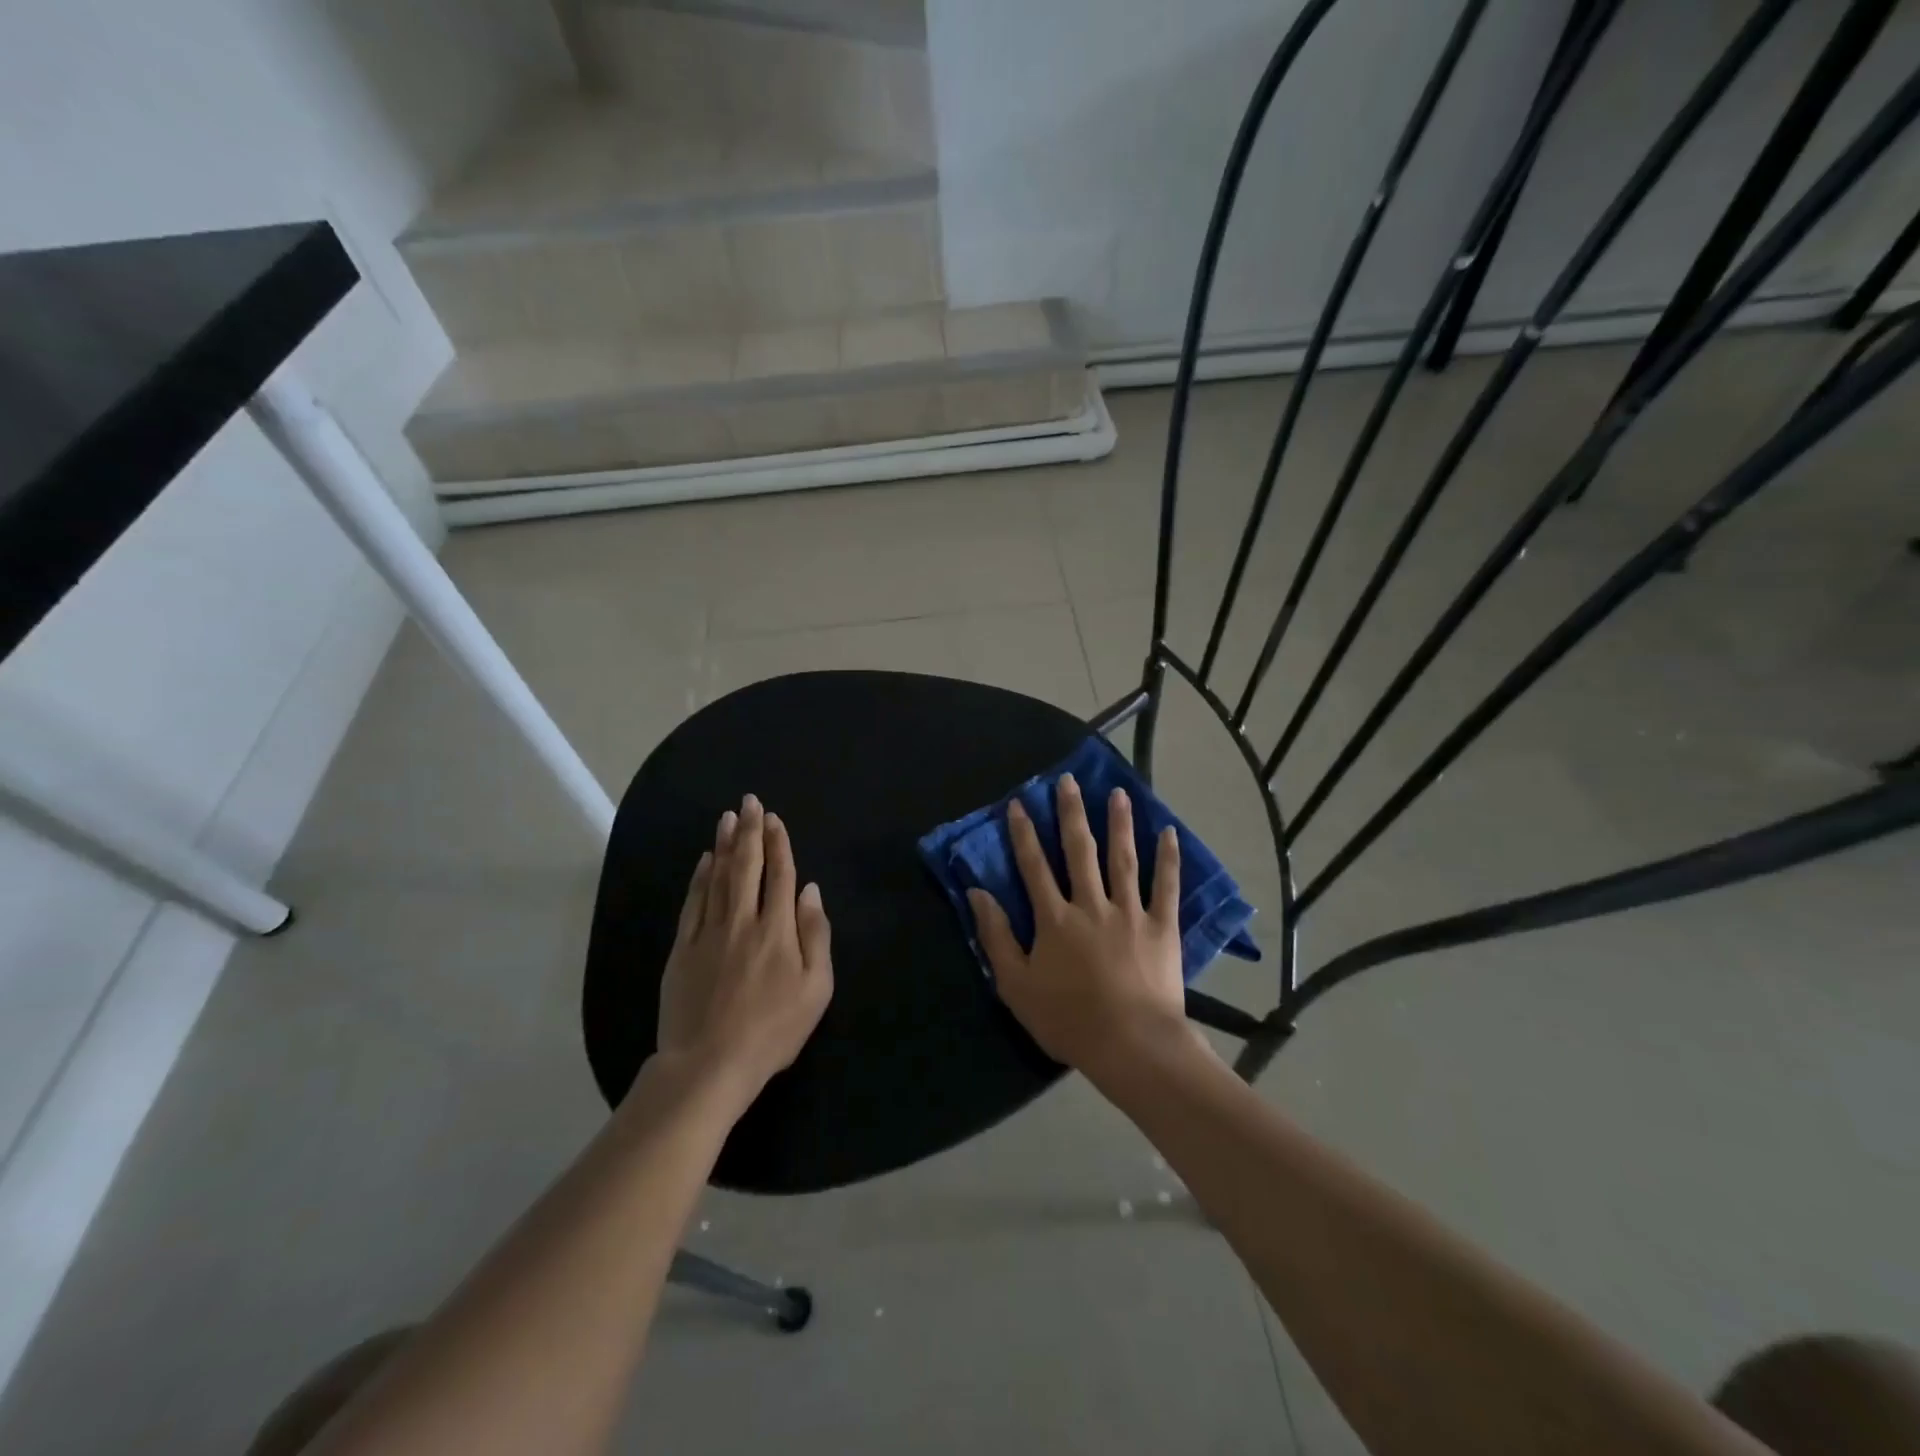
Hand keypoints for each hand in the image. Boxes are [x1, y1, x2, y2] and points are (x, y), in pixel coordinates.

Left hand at [656, 795, 833, 1103]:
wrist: (709, 1064)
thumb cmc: (773, 1030)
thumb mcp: (816, 989)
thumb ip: (816, 935)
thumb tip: (811, 891)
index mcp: (777, 930)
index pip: (780, 875)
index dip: (779, 844)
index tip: (774, 819)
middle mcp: (742, 920)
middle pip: (746, 866)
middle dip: (749, 831)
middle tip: (749, 802)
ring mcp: (708, 933)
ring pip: (717, 877)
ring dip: (724, 844)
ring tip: (728, 817)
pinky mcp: (682, 949)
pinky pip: (692, 902)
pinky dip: (699, 877)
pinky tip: (704, 860)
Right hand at [966, 773, 1200, 1080]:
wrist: (1131, 1045)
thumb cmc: (1068, 1020)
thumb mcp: (1016, 985)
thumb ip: (996, 937)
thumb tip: (977, 893)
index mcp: (1055, 919)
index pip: (1034, 866)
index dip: (1024, 833)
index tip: (1019, 803)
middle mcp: (1091, 904)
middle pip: (1079, 850)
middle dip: (1071, 813)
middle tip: (1069, 781)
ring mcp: (1130, 913)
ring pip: (1123, 859)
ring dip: (1119, 823)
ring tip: (1118, 793)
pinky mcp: (1162, 927)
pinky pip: (1166, 887)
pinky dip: (1168, 859)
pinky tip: (1169, 832)